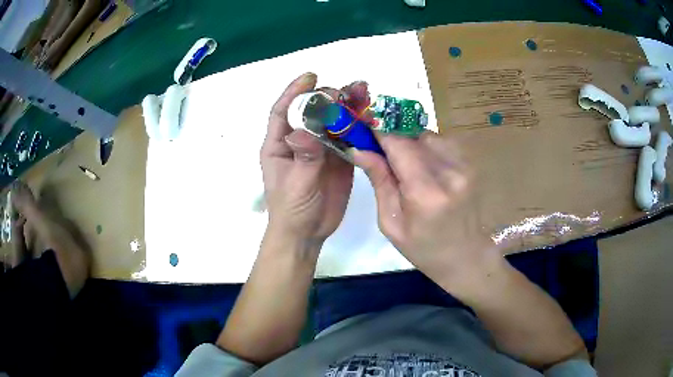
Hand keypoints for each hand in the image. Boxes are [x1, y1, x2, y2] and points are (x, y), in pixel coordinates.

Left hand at [262, 73, 363, 247]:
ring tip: (363, 94)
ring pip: (332, 122)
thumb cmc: (292, 209)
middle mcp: (300, 141)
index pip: (283, 111)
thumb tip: (305, 130)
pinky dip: (358, 128)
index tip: (310, 77)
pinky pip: (348, 139)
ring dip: (346, 108)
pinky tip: (370, 118)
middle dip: (327, 97)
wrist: (307, 233)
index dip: (294, 92)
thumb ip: (304, 157)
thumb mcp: (296, 184)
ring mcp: (320, 149)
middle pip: (312, 111)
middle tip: (346, 89)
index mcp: (279, 144)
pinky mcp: (338, 159)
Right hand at [354, 132, 497, 281]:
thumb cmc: (423, 248)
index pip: (397, 143)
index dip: (377, 131)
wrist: (465, 255)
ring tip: (406, 166)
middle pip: (413, 134)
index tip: (362, 128)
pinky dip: (428, 148)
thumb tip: (358, 148)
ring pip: (428, 135)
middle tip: (381, 154)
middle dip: (393, 138)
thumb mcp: (391, 222)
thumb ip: (378, 181)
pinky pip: (442, 142)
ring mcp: (464, 165)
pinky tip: (425, 168)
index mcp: (425, 191)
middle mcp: (448, 171)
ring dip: (411, 143)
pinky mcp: (470, 164)